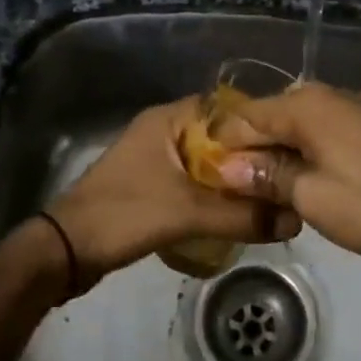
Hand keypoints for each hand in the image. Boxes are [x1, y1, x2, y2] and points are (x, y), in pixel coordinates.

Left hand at [42, 98, 299, 292]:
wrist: (66, 251)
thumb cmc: (124, 214)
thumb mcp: (187, 213)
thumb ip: (240, 216)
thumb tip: (295, 221)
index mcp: (168, 119)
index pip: (226, 109)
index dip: (258, 125)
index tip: (289, 147)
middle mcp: (163, 130)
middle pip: (219, 137)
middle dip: (250, 157)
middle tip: (285, 177)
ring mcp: (155, 157)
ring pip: (206, 162)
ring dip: (232, 179)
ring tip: (268, 196)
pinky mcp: (151, 184)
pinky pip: (193, 181)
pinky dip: (214, 193)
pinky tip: (236, 212)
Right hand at [212, 82, 360, 272]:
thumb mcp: (312, 197)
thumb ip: (267, 175)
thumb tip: (226, 165)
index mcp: (308, 103)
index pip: (247, 116)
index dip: (224, 144)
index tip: (209, 176)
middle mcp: (331, 93)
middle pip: (275, 115)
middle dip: (254, 148)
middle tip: (239, 189)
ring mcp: (359, 106)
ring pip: (303, 123)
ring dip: (284, 151)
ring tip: (271, 189)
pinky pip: (330, 130)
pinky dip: (313, 150)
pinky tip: (312, 177)